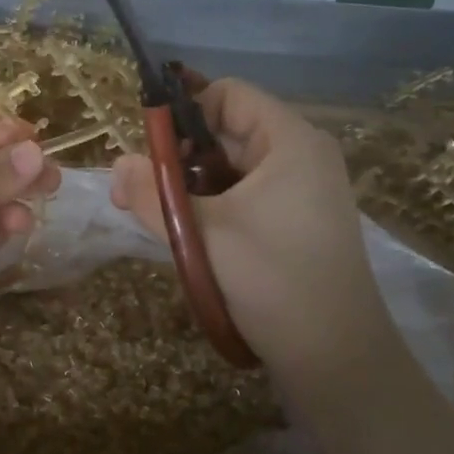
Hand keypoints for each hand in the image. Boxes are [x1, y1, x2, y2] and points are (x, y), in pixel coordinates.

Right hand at [111, 79, 393, 373]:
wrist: (335, 358)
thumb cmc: (271, 280)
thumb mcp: (201, 233)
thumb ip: (152, 194)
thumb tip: (118, 163)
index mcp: (290, 141)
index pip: (228, 95)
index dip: (184, 112)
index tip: (149, 149)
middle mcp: (300, 157)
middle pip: (227, 132)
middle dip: (178, 156)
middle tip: (136, 190)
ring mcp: (300, 193)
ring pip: (230, 170)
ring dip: (189, 186)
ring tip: (154, 217)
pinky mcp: (294, 224)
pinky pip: (243, 197)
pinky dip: (210, 207)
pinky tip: (185, 235)